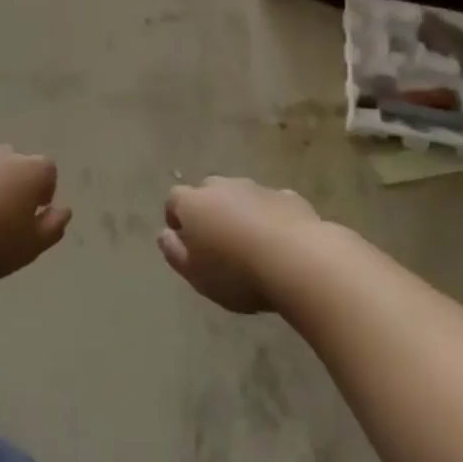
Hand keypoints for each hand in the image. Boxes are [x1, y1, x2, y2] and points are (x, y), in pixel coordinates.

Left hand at [0, 147, 71, 283]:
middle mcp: (1, 154)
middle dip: (13, 185)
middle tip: (2, 220)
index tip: (31, 218)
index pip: (48, 172)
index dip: (43, 193)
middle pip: (15, 165)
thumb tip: (63, 211)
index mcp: (30, 171)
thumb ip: (52, 227)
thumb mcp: (30, 247)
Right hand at [159, 176, 321, 313]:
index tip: (184, 242)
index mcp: (194, 203)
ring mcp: (256, 188)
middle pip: (207, 193)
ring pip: (240, 196)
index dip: (176, 218)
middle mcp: (222, 187)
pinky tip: (280, 243)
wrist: (298, 260)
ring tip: (250, 244)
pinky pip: (271, 205)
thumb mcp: (195, 274)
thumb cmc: (236, 272)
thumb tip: (164, 235)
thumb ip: (174, 252)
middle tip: (217, 243)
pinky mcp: (287, 197)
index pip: (174, 200)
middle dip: (208, 211)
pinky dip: (270, 218)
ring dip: (240, 213)